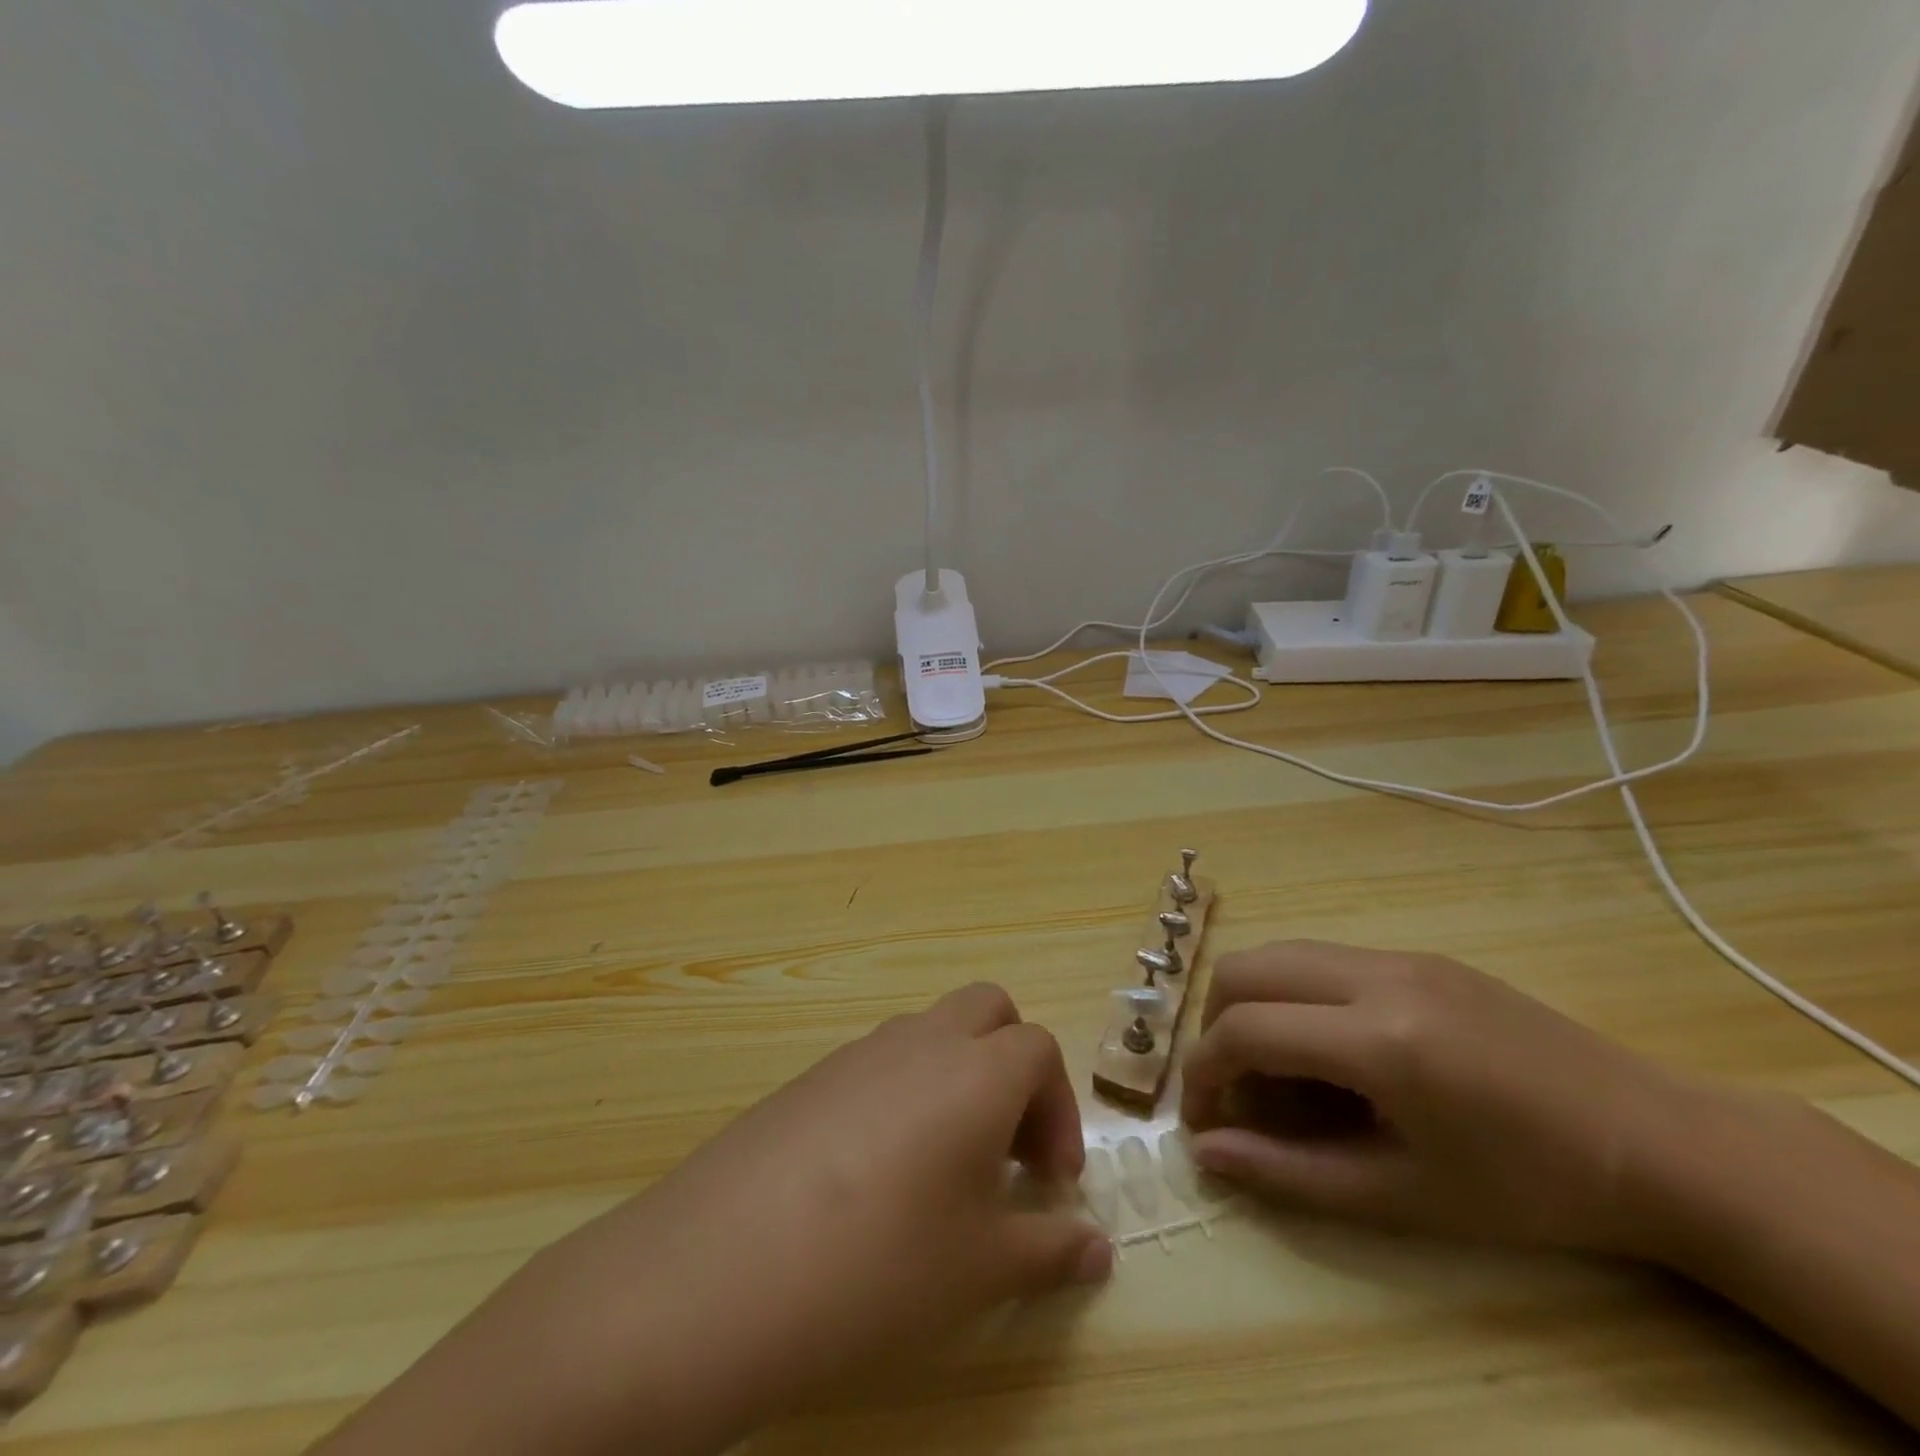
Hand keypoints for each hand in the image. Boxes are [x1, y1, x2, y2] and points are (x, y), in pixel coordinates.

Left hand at [523, 982, 1108, 1453]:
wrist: (720, 1269)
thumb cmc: (879, 1265)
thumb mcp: (980, 1270)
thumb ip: (1050, 1249)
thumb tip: (1097, 1249)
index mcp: (974, 1069)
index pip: (1040, 1049)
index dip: (1059, 1108)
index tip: (1049, 1180)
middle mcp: (921, 1039)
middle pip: (989, 1009)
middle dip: (1014, 1064)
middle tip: (1005, 1148)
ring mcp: (859, 1050)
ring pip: (931, 1030)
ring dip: (958, 1074)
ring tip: (943, 1167)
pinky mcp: (812, 1074)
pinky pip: (879, 1059)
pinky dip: (905, 1090)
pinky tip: (877, 1174)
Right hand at [1181, 940, 1706, 1256]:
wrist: (1661, 1144)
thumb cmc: (1534, 1189)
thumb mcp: (1407, 1198)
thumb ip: (1292, 1173)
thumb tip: (1208, 1154)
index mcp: (1379, 1041)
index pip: (1244, 1031)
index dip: (1204, 1074)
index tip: (1203, 1120)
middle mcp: (1376, 977)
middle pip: (1244, 970)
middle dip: (1214, 1026)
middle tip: (1234, 1089)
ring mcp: (1399, 956)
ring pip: (1279, 953)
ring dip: (1251, 1004)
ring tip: (1274, 1069)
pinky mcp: (1418, 954)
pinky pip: (1323, 958)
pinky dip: (1294, 995)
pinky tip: (1329, 1050)